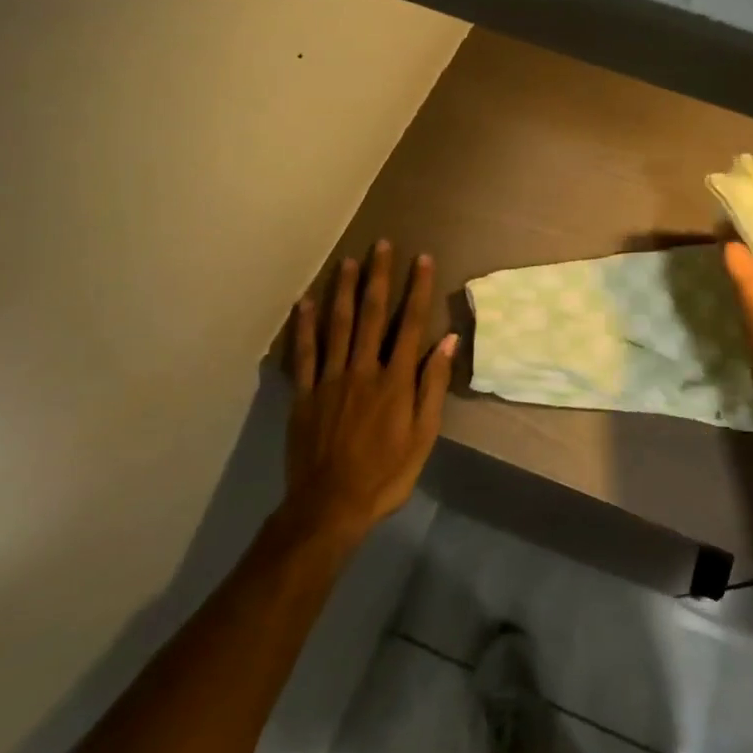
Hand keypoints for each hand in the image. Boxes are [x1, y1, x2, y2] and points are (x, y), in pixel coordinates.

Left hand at [280, 241, 456, 545]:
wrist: (329, 508)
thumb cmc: (386, 473)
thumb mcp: (423, 435)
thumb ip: (433, 385)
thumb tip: (448, 341)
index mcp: (395, 380)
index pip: (409, 323)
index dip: (417, 288)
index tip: (421, 259)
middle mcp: (363, 369)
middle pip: (371, 314)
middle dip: (378, 276)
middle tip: (381, 245)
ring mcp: (330, 380)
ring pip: (336, 325)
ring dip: (342, 290)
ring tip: (347, 260)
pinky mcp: (305, 394)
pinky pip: (304, 354)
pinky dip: (304, 326)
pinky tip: (305, 302)